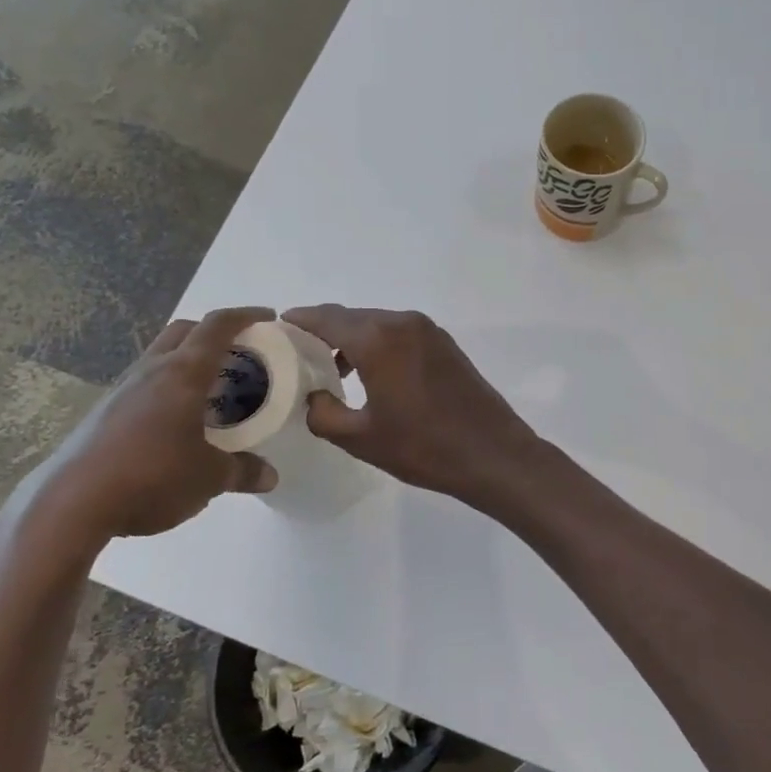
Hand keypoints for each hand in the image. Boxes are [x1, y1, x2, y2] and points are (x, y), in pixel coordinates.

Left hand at [6, 307, 279, 553]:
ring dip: (189, 361)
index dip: (246, 316)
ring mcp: (123, 390)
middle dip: (215, 333)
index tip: (268, 317)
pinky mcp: (104, 413)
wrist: (72, 504)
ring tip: (213, 390)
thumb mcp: (209, 478)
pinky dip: (169, 388)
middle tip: (240, 354)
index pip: (217, 327)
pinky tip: (178, 422)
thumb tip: (269, 476)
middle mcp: (152, 371)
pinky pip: (146, 385)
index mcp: (183, 374)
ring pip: (162, 357)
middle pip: (185, 331)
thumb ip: (243, 472)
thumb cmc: (152, 477)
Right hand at [282, 305, 546, 503]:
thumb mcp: (361, 438)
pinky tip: (372, 375)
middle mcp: (403, 323)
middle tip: (300, 355)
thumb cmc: (423, 447)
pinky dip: (379, 345)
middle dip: (323, 331)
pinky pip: (400, 335)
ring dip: (352, 340)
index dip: (298, 321)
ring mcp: (429, 331)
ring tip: (333, 370)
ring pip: (377, 325)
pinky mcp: (446, 345)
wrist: (493, 454)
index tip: (277, 329)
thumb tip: (315, 397)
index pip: (325, 318)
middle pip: (351, 318)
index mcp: (378, 338)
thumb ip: (324, 413)